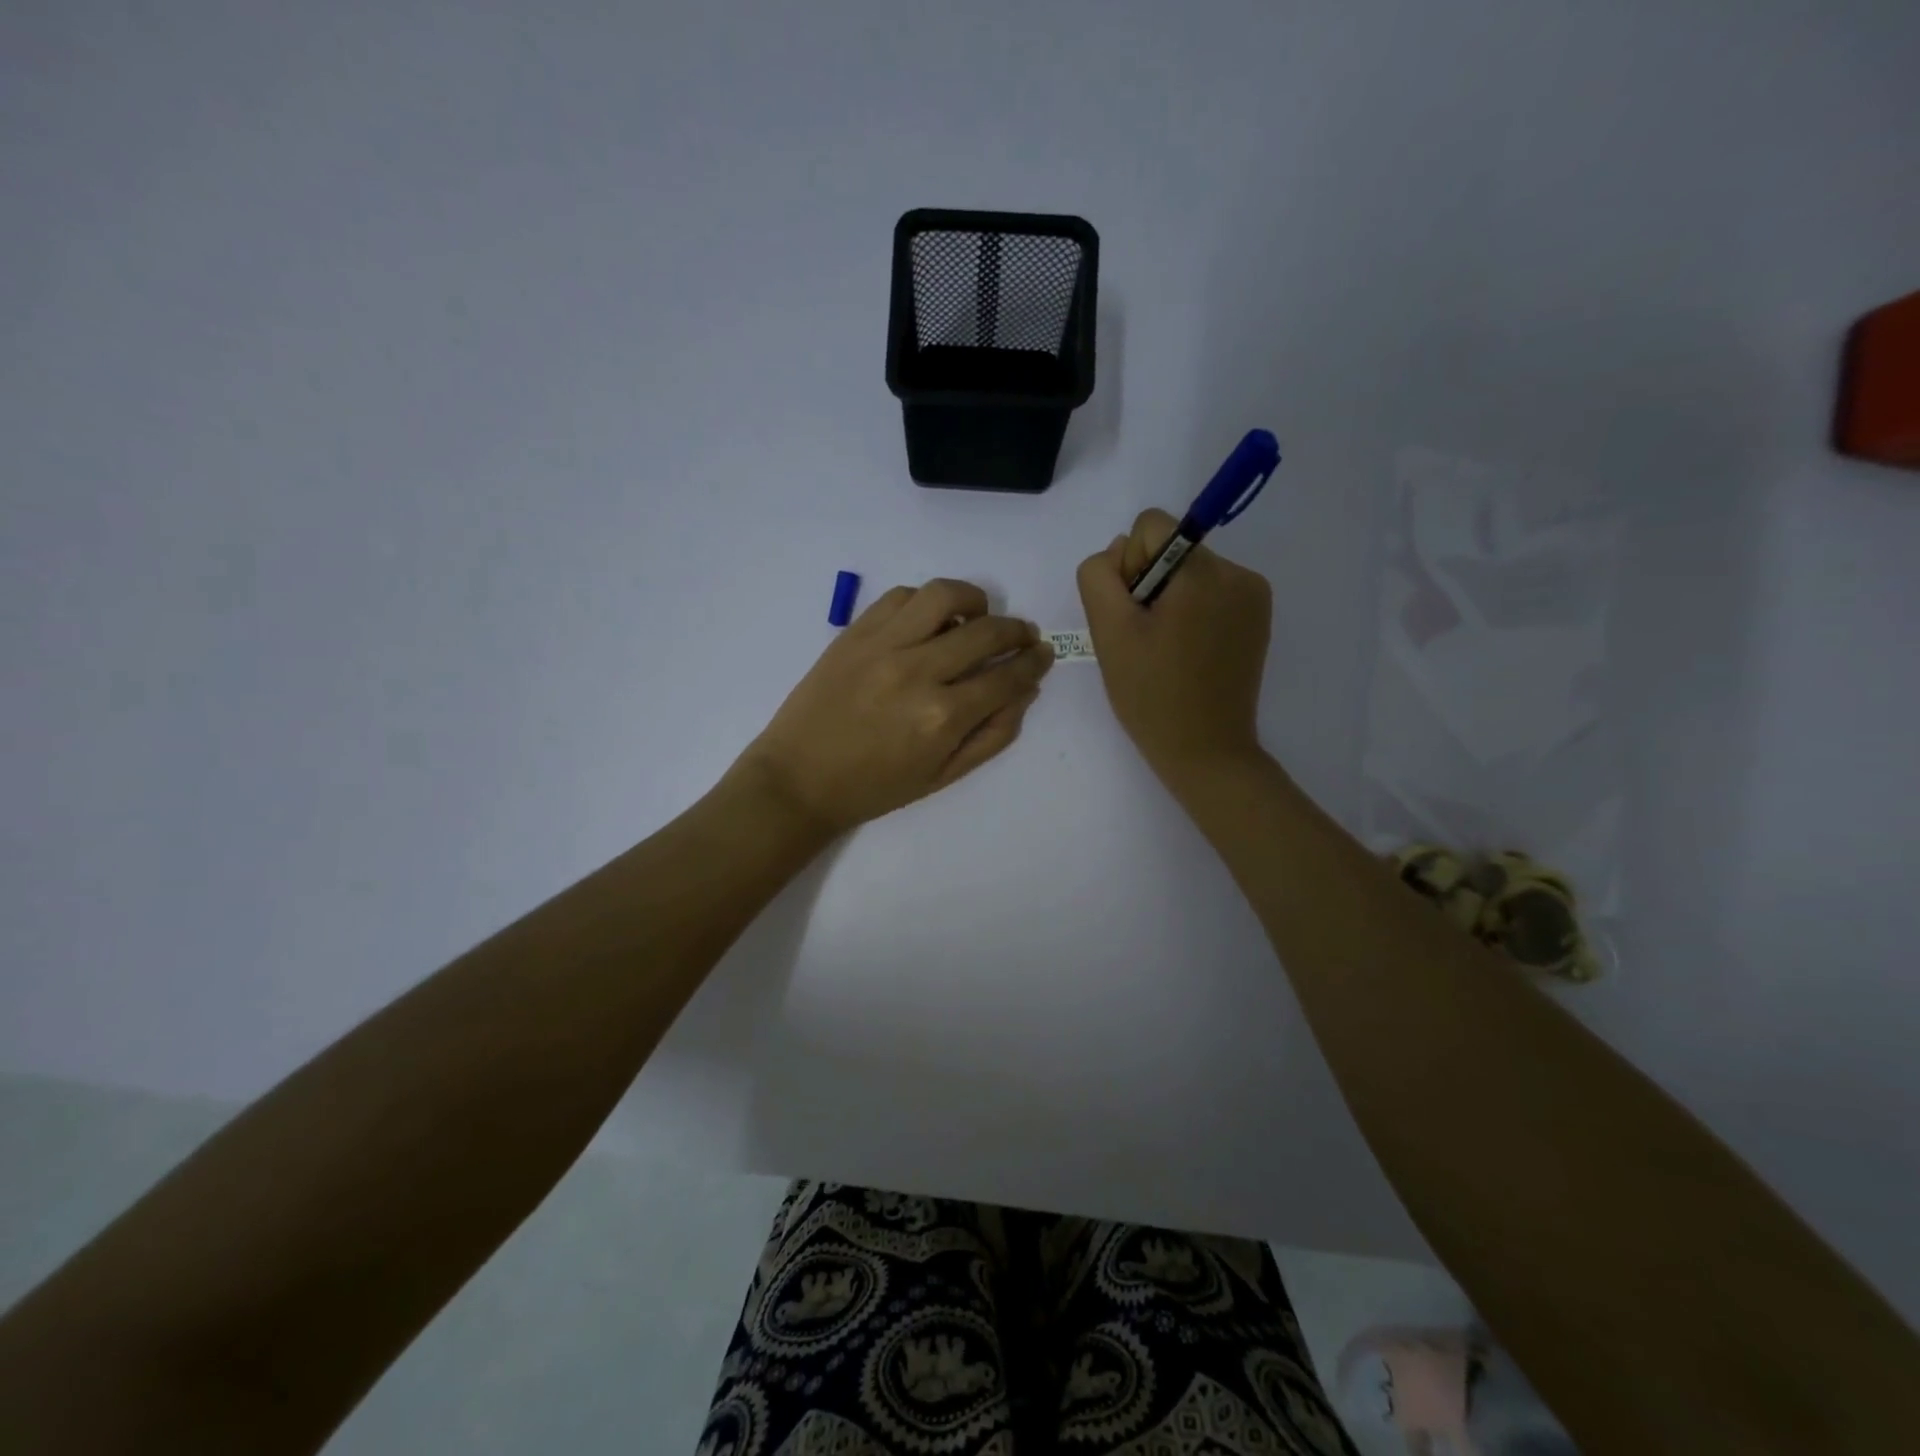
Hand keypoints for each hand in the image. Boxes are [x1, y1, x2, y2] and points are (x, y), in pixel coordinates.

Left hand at [736, 579, 1054, 833]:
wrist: (799, 779)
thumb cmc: (875, 787)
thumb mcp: (944, 776)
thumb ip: (992, 734)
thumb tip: (1025, 691)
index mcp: (943, 717)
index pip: (1007, 676)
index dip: (1034, 662)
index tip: (1043, 653)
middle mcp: (918, 671)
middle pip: (986, 631)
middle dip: (1017, 630)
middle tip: (1023, 635)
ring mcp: (883, 645)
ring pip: (944, 595)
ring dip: (975, 600)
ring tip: (979, 615)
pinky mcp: (854, 632)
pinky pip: (900, 596)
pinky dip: (926, 601)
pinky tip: (930, 620)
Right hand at [1077, 509, 1272, 782]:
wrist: (1206, 750)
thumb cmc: (1151, 694)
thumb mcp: (1109, 632)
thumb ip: (1101, 575)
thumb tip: (1122, 550)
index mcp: (1202, 572)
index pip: (1151, 526)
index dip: (1129, 566)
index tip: (1133, 614)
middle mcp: (1237, 573)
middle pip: (1172, 549)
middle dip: (1150, 584)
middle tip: (1146, 639)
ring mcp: (1254, 597)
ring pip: (1190, 571)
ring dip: (1170, 599)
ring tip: (1166, 650)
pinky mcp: (1258, 619)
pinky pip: (1213, 593)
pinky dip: (1194, 613)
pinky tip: (1188, 653)